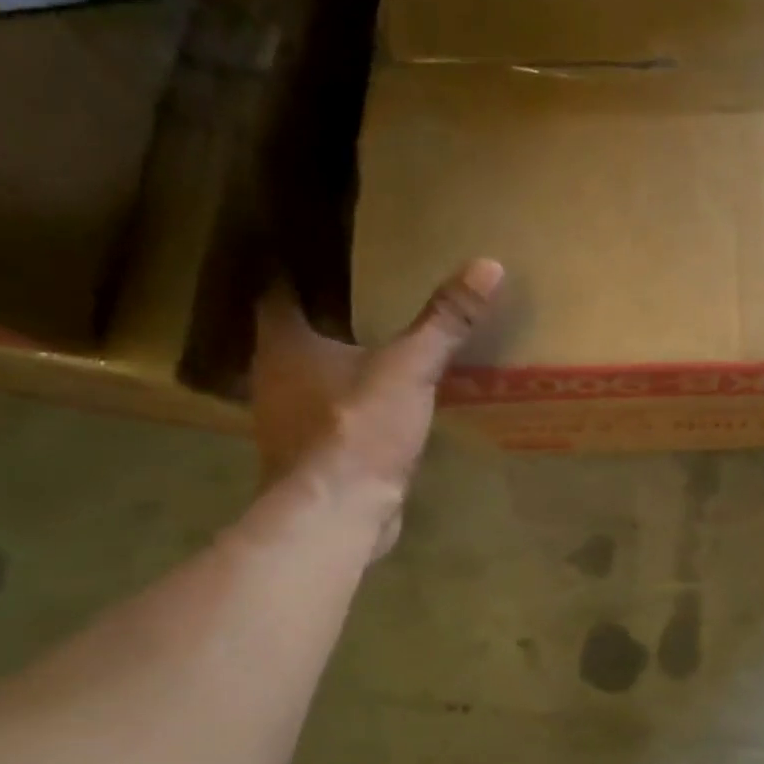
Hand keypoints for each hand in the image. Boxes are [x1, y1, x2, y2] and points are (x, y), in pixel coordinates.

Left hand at [250, 259, 503, 559]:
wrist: (338, 514)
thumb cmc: (358, 429)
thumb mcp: (410, 368)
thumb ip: (445, 320)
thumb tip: (488, 265)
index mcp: (284, 343)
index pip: (279, 288)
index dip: (302, 266)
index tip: (333, 250)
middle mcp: (274, 376)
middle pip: (296, 331)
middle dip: (328, 313)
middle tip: (370, 289)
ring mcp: (289, 419)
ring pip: (312, 374)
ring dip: (340, 359)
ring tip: (381, 339)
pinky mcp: (313, 454)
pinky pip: (331, 412)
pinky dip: (352, 400)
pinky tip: (382, 398)